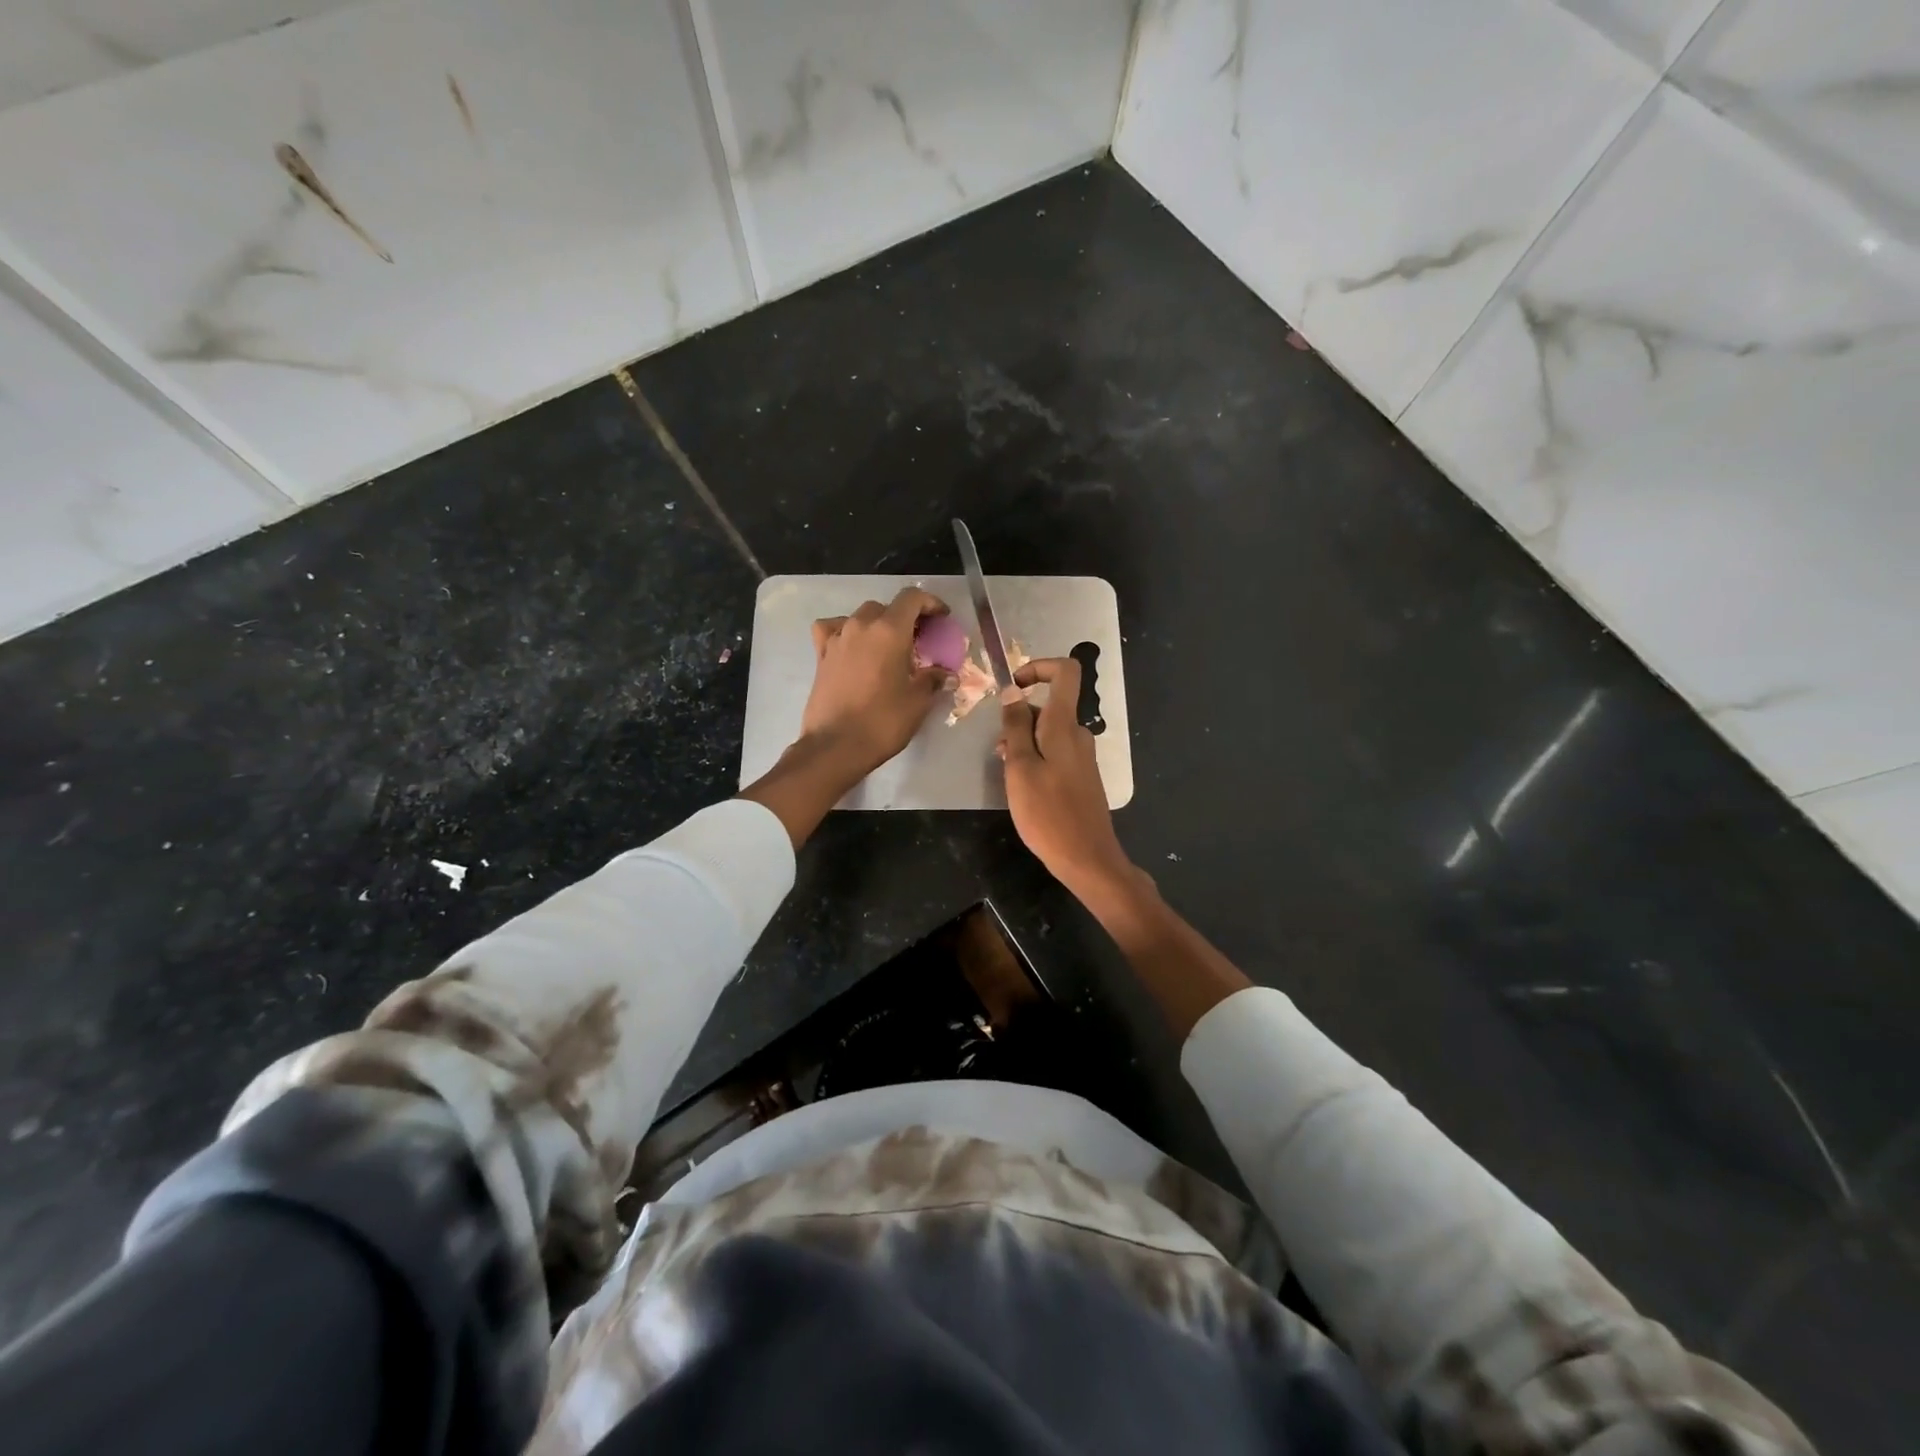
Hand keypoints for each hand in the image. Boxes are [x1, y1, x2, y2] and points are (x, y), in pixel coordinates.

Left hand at [800, 587, 951, 779]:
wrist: (835, 746)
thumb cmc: (882, 721)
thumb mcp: (918, 702)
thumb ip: (933, 680)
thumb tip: (946, 674)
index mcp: (889, 630)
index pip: (911, 599)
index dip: (930, 603)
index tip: (941, 618)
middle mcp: (861, 626)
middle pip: (886, 607)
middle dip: (904, 617)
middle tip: (918, 639)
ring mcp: (837, 639)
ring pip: (860, 617)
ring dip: (877, 625)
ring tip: (888, 646)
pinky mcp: (821, 655)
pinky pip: (832, 630)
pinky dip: (845, 632)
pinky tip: (851, 647)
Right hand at [998, 657, 1135, 897]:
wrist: (1087, 857)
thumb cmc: (1048, 813)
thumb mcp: (1020, 767)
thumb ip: (1016, 726)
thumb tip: (1012, 691)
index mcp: (1064, 725)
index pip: (1065, 672)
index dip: (1038, 667)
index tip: (1013, 687)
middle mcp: (1078, 734)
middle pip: (1049, 705)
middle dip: (1019, 718)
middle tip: (999, 751)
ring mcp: (1082, 755)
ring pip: (1048, 732)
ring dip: (1024, 742)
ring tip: (1007, 772)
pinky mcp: (1081, 776)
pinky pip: (1055, 752)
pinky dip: (1035, 758)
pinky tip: (1023, 786)